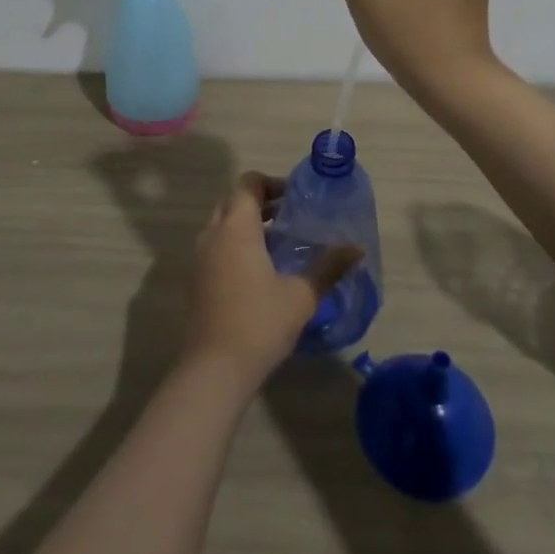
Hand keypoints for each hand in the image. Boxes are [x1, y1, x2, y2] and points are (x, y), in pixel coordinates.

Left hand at [183, 173, 360, 390]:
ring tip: (280, 241)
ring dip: (248, 223)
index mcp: (236, 227)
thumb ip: (328, 267)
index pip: (248, 183)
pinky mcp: (197, 280)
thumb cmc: (259, 323)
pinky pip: (217, 246)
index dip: (272, 183)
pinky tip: (261, 269)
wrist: (214, 370)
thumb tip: (357, 249)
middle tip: (290, 215)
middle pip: (234, 200)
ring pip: (223, 224)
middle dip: (261, 201)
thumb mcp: (301, 295)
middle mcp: (213, 234)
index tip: (296, 198)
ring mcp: (201, 257)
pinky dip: (236, 244)